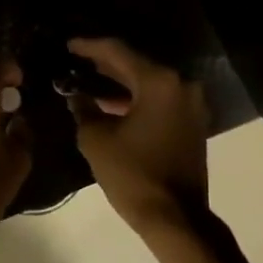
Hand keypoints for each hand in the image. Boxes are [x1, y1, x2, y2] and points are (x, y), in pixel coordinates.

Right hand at [64, 37, 208, 233]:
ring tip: (90, 80)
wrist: (175, 218)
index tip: (69, 44)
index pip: (118, 52)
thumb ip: (84, 110)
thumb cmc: (133, 175)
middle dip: (106, 64)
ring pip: (149, 83)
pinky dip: (137, 98)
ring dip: (121, 82)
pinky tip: (112, 103)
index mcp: (159, 82)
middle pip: (137, 64)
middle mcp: (181, 85)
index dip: (90, 47)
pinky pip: (160, 100)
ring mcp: (191, 104)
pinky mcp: (193, 122)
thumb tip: (77, 96)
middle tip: (77, 61)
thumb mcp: (97, 140)